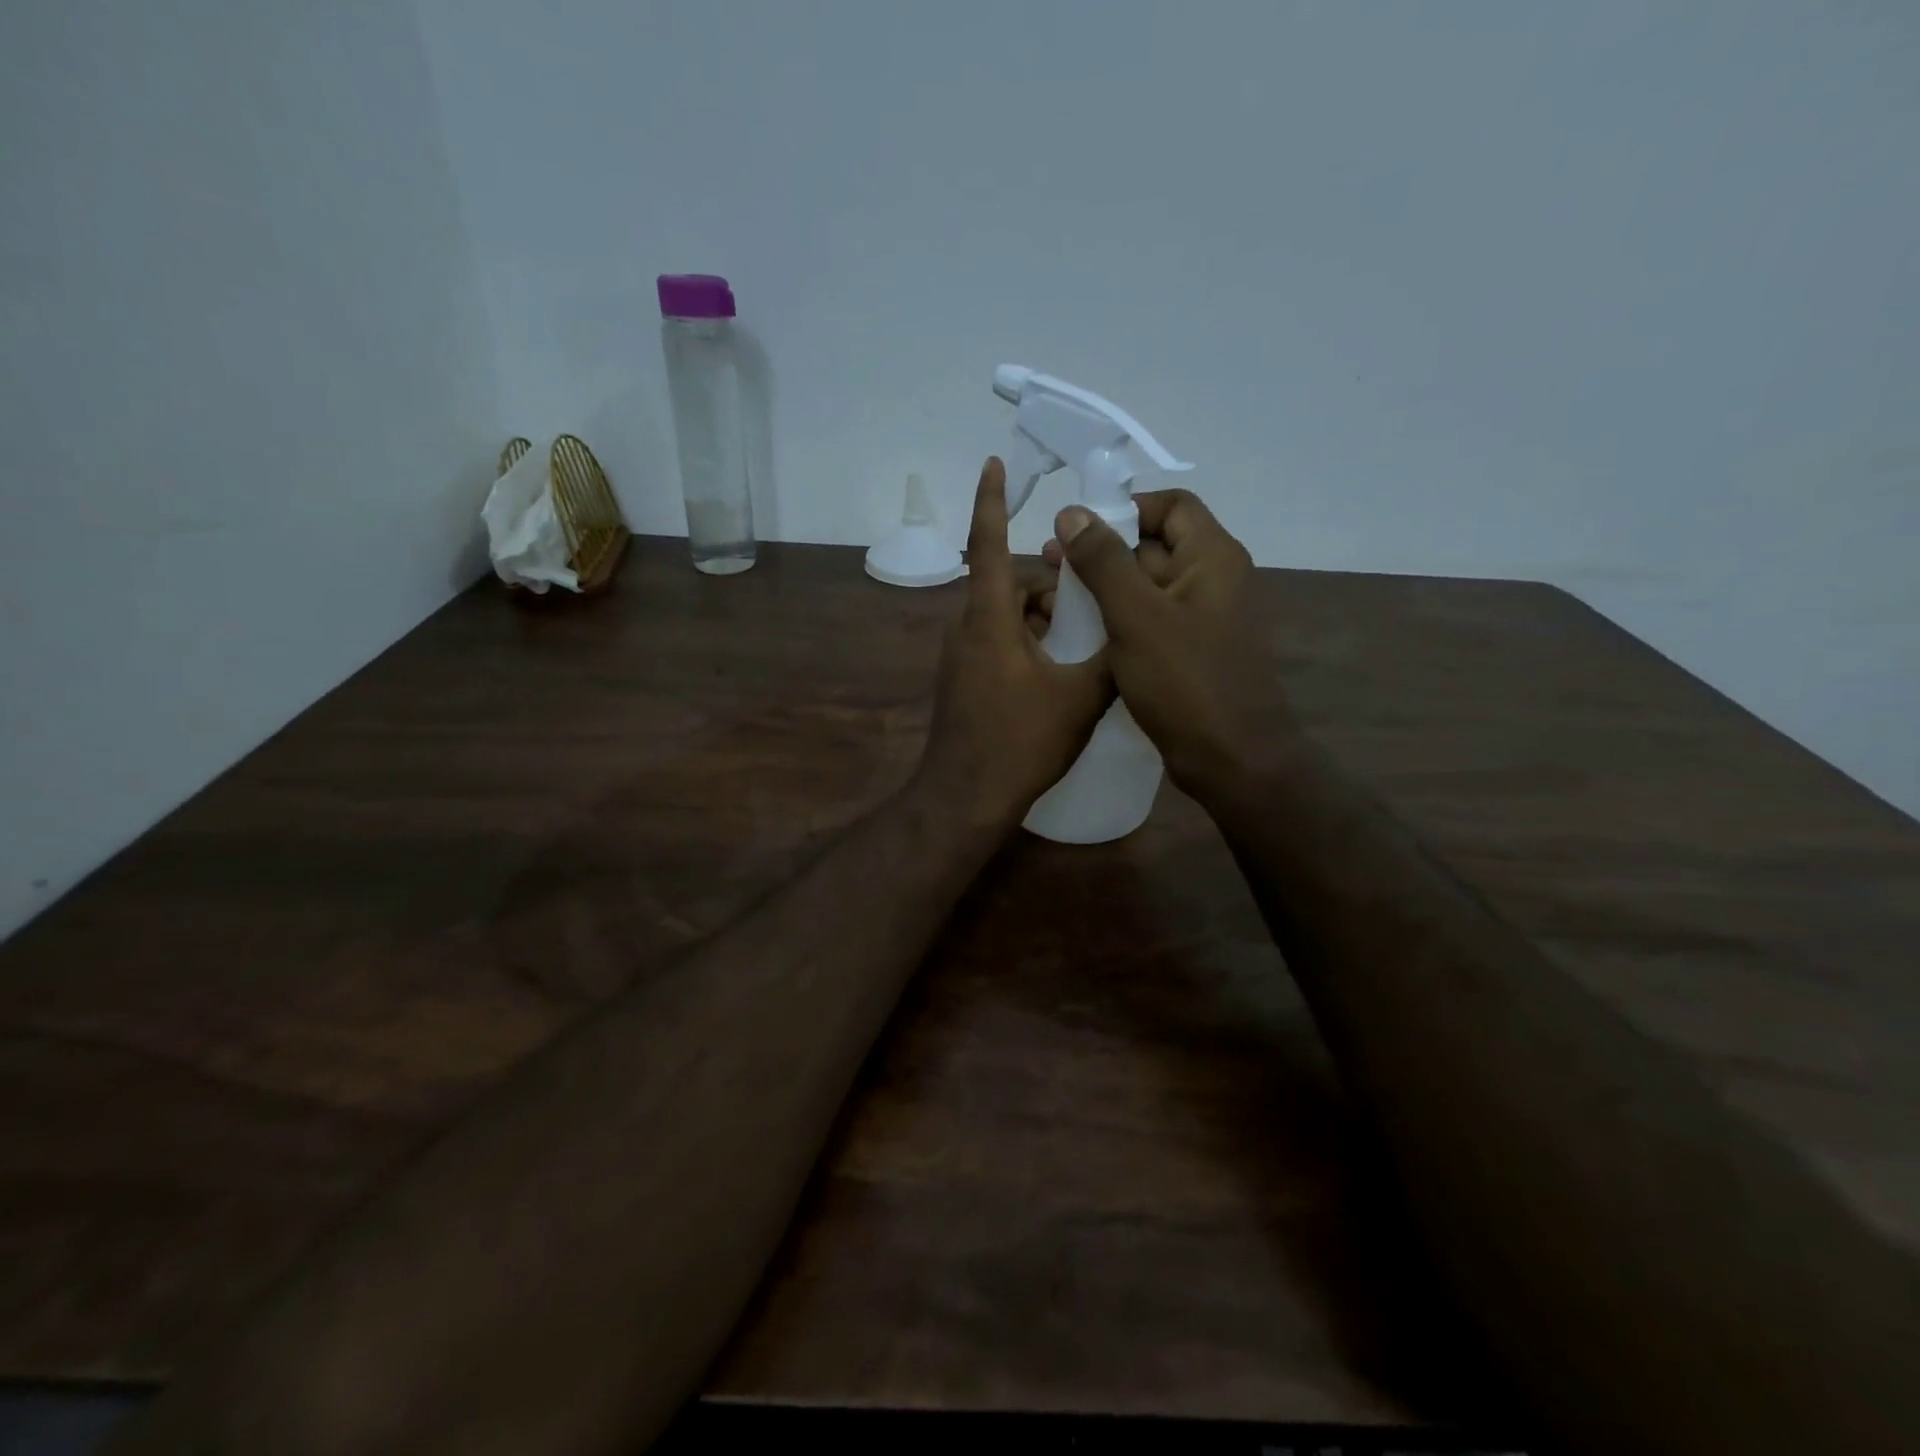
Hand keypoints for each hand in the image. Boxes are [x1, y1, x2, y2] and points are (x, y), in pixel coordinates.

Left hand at [915, 459, 1111, 831]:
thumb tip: (1133, 634)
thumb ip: (1110, 657)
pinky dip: (1026, 646)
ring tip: (1080, 651)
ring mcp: (959, 659)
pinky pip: (996, 645)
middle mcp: (966, 630)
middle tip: (1091, 610)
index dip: (992, 501)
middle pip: (1009, 587)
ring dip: (1041, 622)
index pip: (989, 545)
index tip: (994, 464)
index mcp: (989, 620)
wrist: (965, 799)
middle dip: (1050, 590)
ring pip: (1005, 619)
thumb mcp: (1080, 699)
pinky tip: (1056, 678)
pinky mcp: (961, 683)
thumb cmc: (1020, 743)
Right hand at [1044, 489, 1291, 798]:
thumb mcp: (1136, 616)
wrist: (1231, 759)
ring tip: (1056, 597)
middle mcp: (1211, 581)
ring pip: (1147, 587)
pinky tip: (1079, 632)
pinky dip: (1116, 619)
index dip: (1125, 508)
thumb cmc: (1185, 681)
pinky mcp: (1187, 654)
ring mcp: (1200, 621)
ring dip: (1104, 587)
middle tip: (1051, 563)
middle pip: (1154, 545)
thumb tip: (1072, 513)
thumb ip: (1104, 561)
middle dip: (1103, 550)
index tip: (1079, 528)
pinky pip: (1148, 622)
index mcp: (1211, 558)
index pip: (1171, 506)